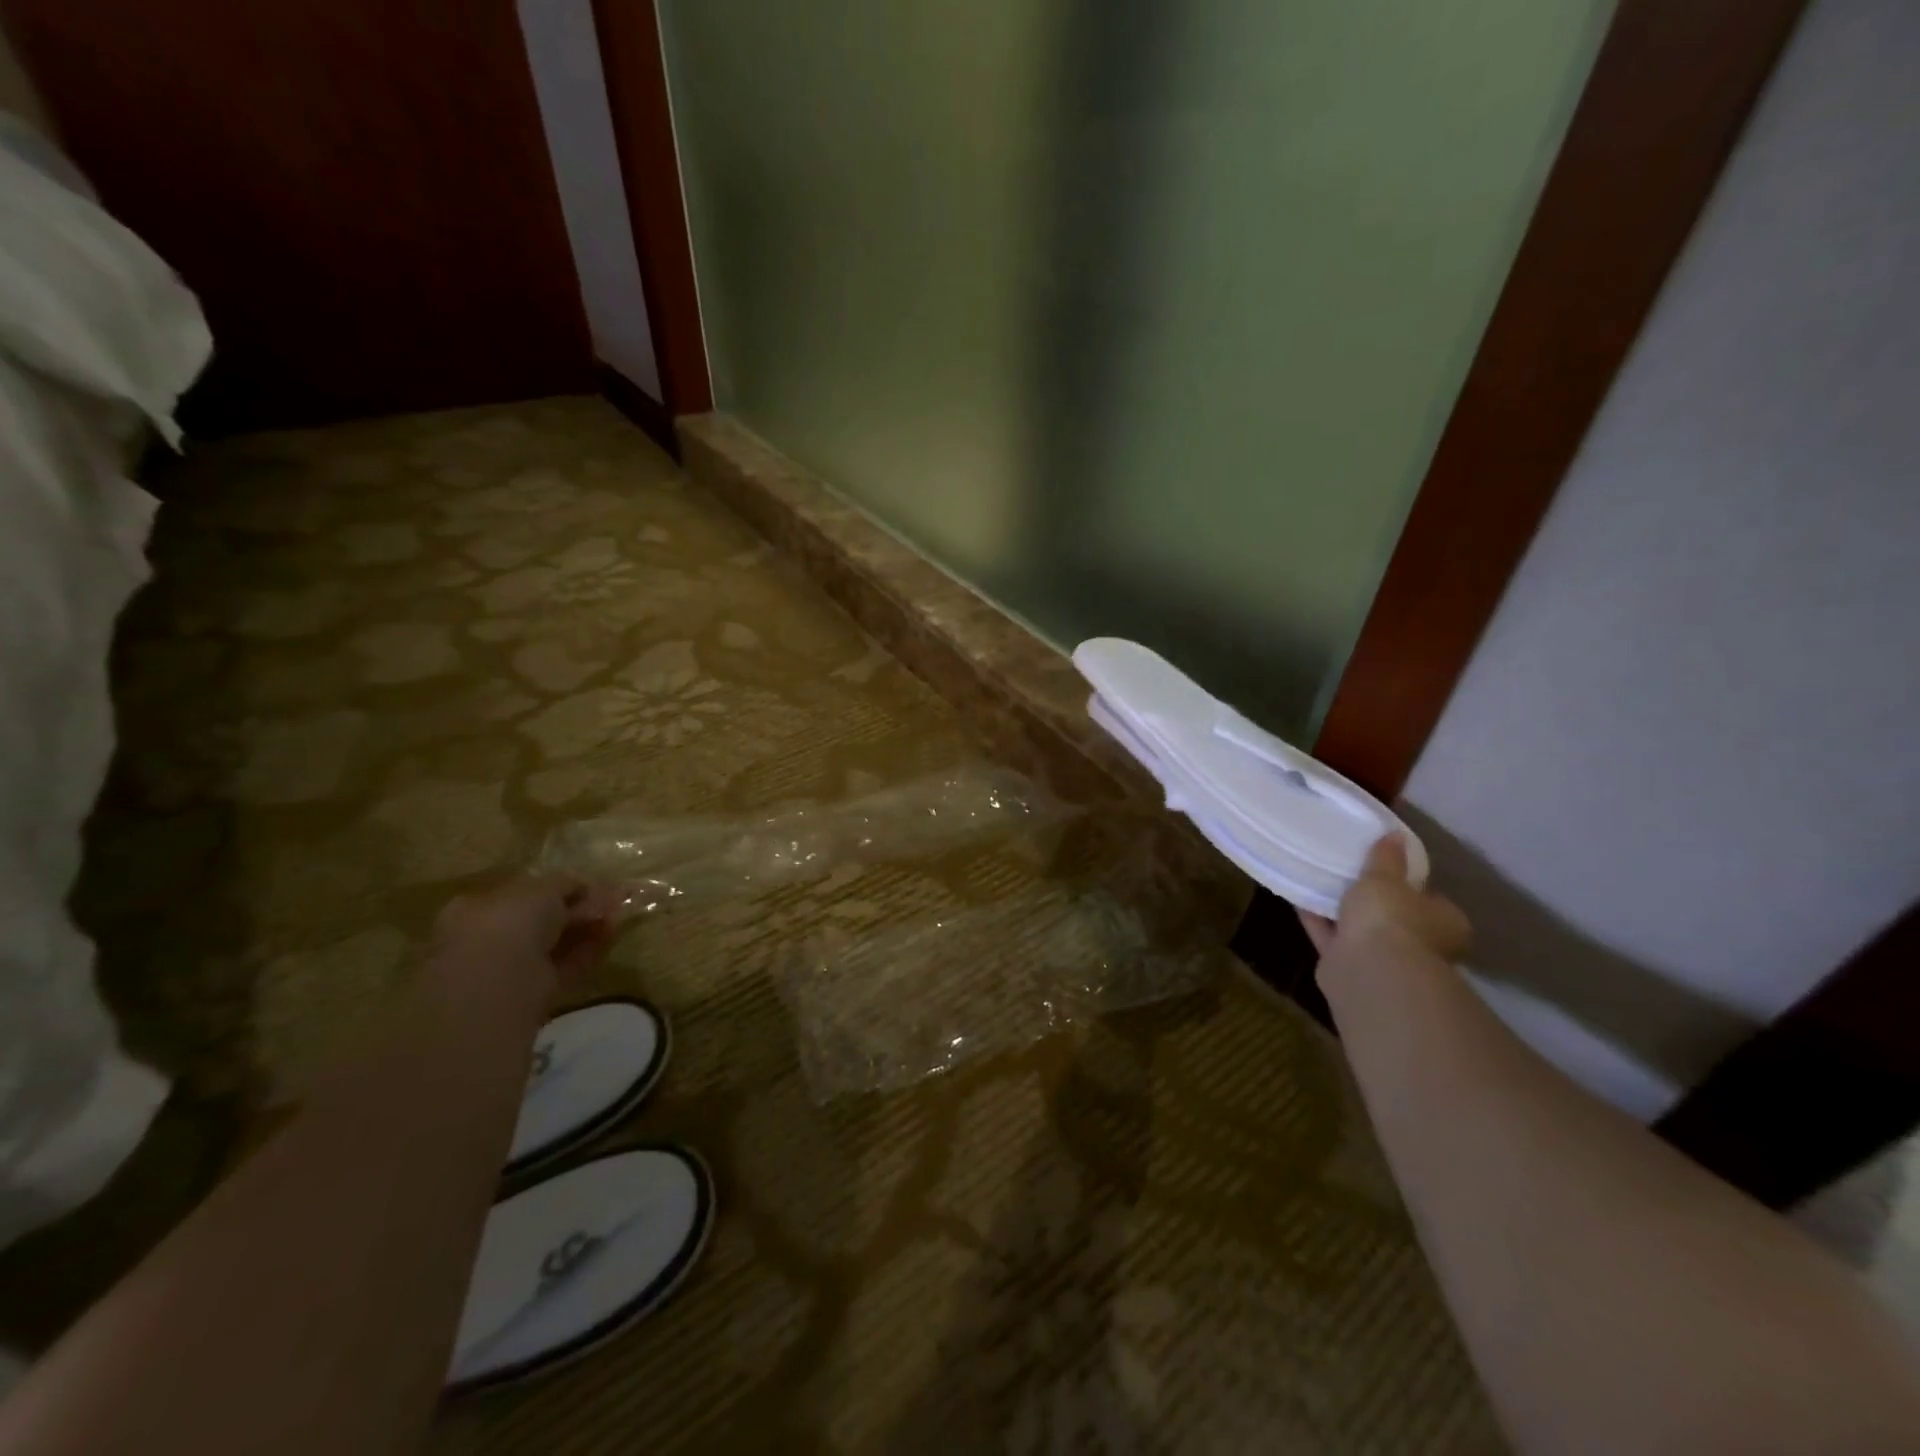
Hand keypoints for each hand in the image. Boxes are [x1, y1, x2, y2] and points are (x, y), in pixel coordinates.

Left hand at [430, 875, 619, 999]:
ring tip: (619, 914)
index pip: (522, 894)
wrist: (500, 982)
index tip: (588, 884)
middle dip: (577, 909)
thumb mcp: (542, 888)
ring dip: (587, 928)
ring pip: (556, 943)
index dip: (557, 888)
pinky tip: (612, 935)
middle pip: (542, 920)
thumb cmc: (510, 922)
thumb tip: (584, 884)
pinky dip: (589, 950)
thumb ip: (565, 883)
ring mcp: (511, 968)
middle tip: (611, 899)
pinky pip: (566, 965)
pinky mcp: (534, 992)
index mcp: (477, 909)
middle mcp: (490, 939)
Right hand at [1299, 836, 1470, 964]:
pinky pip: (1332, 937)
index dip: (1407, 881)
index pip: (1429, 897)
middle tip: (1348, 872)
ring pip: (1361, 929)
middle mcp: (1420, 944)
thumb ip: (1387, 858)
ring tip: (1318, 881)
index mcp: (1445, 922)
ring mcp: (1385, 960)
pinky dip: (1318, 921)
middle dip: (1372, 899)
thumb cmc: (1390, 918)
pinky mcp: (1350, 968)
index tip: (1385, 865)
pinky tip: (1300, 898)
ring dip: (1342, 911)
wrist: (1369, 971)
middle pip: (1393, 915)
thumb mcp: (1385, 877)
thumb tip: (1395, 835)